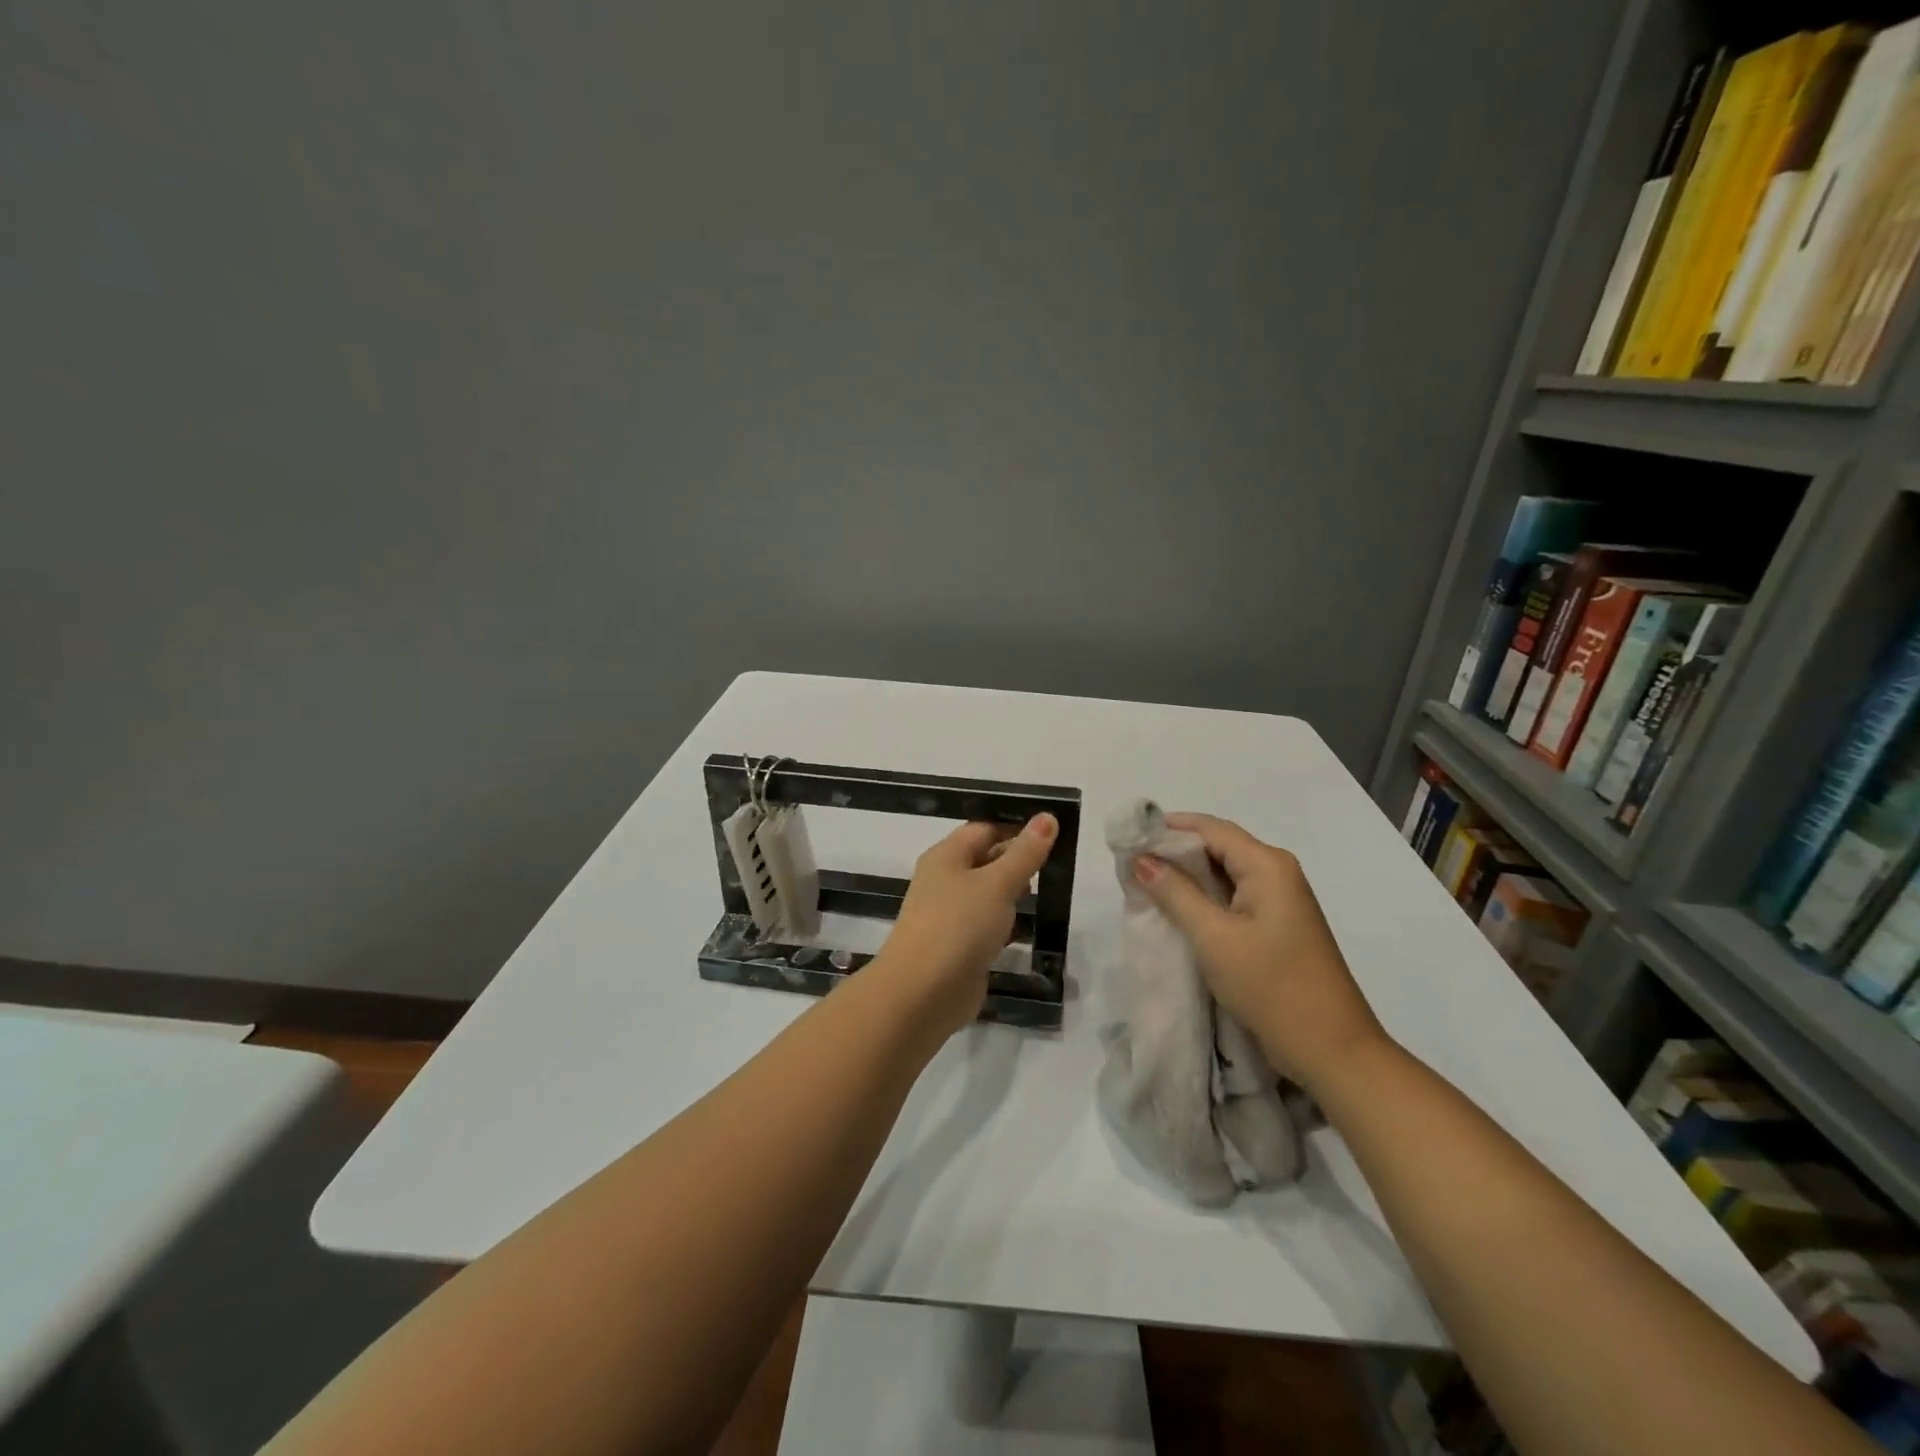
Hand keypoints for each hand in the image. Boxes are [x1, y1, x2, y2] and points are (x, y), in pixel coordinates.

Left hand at [877, 814, 1059, 1034]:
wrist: (923, 993)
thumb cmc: (959, 926)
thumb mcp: (998, 883)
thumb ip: (1025, 853)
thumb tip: (1047, 816)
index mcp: (947, 856)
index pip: (985, 829)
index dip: (1017, 827)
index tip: (1054, 831)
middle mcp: (945, 880)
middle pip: (987, 860)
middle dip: (1020, 862)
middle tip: (1060, 864)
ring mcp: (951, 915)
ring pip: (989, 895)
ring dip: (1016, 896)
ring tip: (1053, 893)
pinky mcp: (960, 947)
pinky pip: (989, 926)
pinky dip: (1009, 926)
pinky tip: (1033, 929)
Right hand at [1133, 812, 1386, 1093]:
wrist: (1332, 1051)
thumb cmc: (1272, 987)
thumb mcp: (1214, 938)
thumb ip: (1175, 893)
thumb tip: (1141, 859)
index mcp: (1267, 865)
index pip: (1210, 829)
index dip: (1167, 827)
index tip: (1128, 837)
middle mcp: (1277, 873)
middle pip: (1218, 847)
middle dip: (1174, 852)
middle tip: (1130, 863)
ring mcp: (1280, 901)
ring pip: (1224, 874)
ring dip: (1186, 877)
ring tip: (1144, 885)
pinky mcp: (1276, 926)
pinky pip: (1233, 898)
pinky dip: (1203, 899)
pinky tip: (1175, 911)